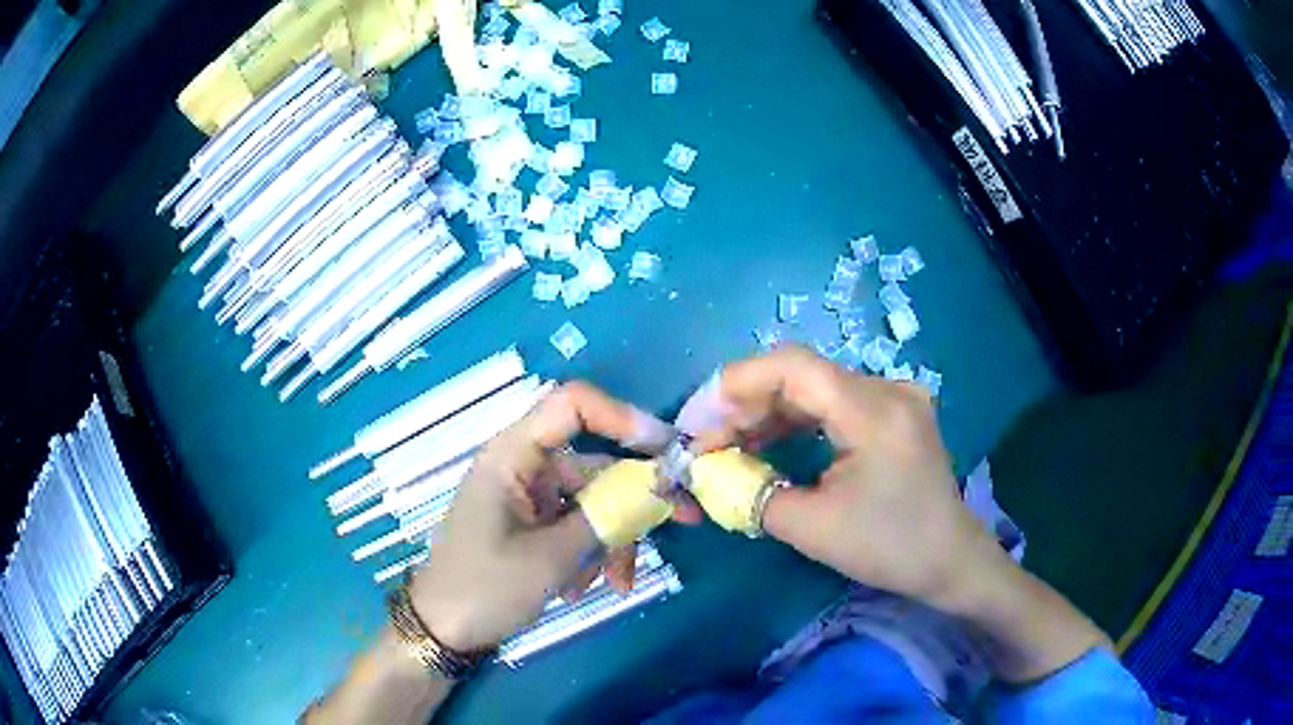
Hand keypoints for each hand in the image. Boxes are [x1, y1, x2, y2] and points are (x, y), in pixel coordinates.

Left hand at [405, 382, 682, 651]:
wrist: (444, 631)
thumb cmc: (485, 586)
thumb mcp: (553, 556)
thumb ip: (609, 517)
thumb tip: (662, 486)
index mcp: (513, 456)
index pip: (572, 406)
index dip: (622, 417)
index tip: (665, 451)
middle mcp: (523, 467)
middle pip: (594, 464)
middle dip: (635, 500)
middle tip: (685, 520)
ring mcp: (528, 497)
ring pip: (592, 503)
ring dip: (611, 541)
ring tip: (615, 583)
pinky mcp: (532, 524)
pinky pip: (577, 526)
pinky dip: (590, 553)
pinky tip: (585, 588)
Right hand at [697, 346, 1107, 681]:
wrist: (949, 560)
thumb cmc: (888, 548)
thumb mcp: (811, 528)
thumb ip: (752, 493)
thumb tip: (711, 473)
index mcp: (873, 411)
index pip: (794, 367)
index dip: (738, 382)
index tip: (701, 418)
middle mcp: (887, 389)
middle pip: (802, 375)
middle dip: (747, 404)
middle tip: (708, 441)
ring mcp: (896, 397)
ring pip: (816, 388)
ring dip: (770, 412)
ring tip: (730, 444)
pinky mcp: (896, 412)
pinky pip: (836, 403)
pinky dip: (798, 420)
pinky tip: (770, 441)